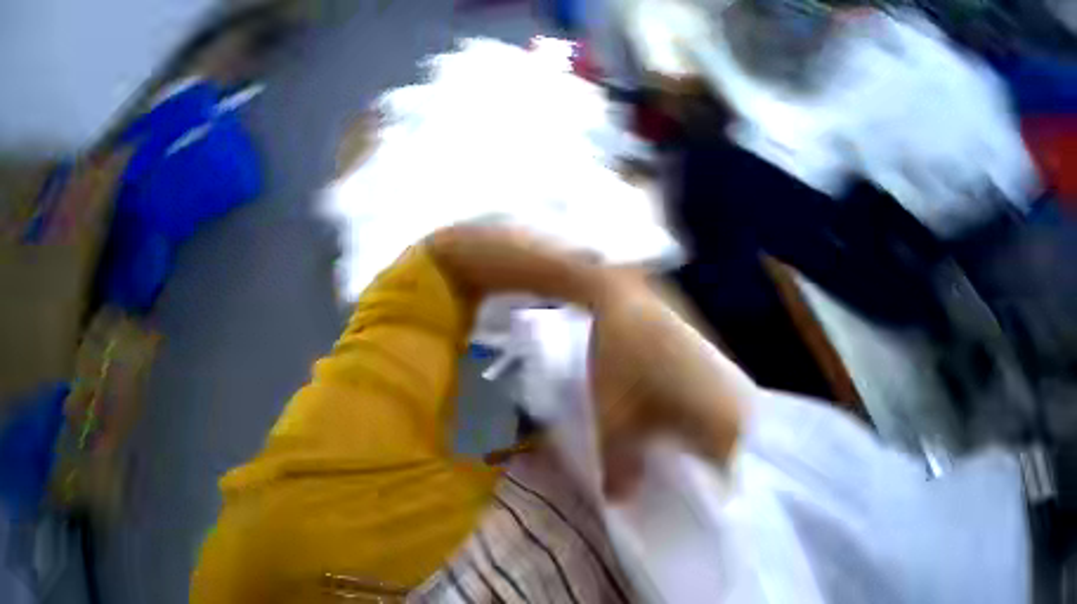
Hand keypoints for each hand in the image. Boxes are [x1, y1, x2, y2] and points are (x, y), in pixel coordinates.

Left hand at [587, 273, 750, 498]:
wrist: (623, 296)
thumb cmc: (621, 358)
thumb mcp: (613, 417)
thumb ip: (617, 466)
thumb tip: (618, 504)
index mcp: (729, 421)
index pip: (733, 480)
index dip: (704, 496)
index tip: (678, 499)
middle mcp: (740, 398)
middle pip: (725, 450)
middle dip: (695, 464)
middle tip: (666, 472)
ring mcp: (727, 368)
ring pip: (715, 419)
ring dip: (690, 434)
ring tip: (664, 441)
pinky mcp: (711, 349)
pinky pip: (706, 392)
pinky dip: (689, 406)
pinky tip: (666, 403)